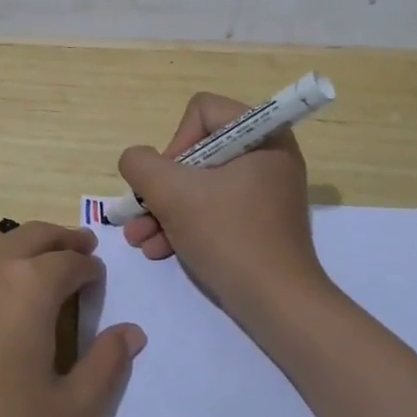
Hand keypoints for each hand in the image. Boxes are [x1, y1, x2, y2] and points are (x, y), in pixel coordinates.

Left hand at [0, 222, 145, 416]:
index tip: (99, 281)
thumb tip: (132, 332)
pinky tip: (0, 290)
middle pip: (36, 234)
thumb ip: (108, 365)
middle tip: (82, 249)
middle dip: (64, 239)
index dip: (91, 268)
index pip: (71, 260)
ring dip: (26, 240)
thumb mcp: (73, 411)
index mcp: (32, 285)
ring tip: (41, 261)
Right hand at [117, 93, 325, 318]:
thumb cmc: (228, 236)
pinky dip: (186, 224)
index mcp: (262, 135)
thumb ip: (141, 164)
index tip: (167, 181)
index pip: (202, 111)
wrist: (278, 304)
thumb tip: (137, 161)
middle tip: (140, 213)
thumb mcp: (172, 194)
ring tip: (139, 239)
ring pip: (201, 184)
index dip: (174, 142)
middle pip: (197, 151)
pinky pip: (215, 207)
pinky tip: (159, 249)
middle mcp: (268, 154)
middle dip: (161, 186)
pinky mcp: (261, 219)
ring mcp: (266, 189)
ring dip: (165, 209)